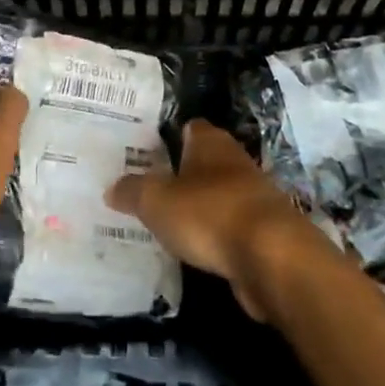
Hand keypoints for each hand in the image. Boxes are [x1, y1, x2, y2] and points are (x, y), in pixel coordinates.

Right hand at [106, 121, 329, 321]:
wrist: (272, 257)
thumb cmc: (209, 213)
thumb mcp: (156, 201)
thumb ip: (132, 192)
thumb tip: (112, 188)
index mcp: (210, 142)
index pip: (188, 127)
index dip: (167, 137)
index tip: (143, 152)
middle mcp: (234, 160)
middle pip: (202, 161)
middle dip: (179, 174)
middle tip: (147, 188)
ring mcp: (252, 196)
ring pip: (216, 195)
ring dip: (198, 207)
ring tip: (165, 222)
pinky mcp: (263, 232)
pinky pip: (229, 227)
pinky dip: (214, 235)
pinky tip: (194, 249)